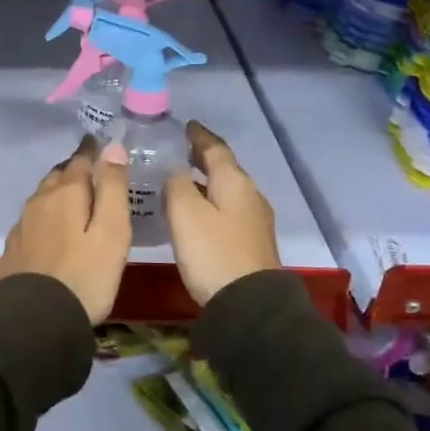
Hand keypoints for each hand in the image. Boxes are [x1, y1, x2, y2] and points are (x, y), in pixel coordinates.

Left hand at [0, 136, 131, 323]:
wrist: (35, 320)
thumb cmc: (84, 275)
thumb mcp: (112, 232)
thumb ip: (113, 188)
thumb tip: (113, 147)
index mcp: (66, 193)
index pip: (80, 160)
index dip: (92, 151)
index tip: (98, 142)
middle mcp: (39, 201)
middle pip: (58, 176)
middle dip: (74, 170)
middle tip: (89, 170)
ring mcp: (22, 225)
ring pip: (43, 197)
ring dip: (58, 191)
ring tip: (73, 197)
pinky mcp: (14, 248)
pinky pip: (33, 220)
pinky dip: (46, 216)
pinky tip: (52, 230)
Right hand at [165, 121, 281, 305]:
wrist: (249, 305)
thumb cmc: (213, 252)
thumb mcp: (185, 213)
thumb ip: (177, 184)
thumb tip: (175, 170)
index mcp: (235, 182)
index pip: (216, 148)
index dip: (199, 136)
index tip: (186, 125)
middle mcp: (249, 195)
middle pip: (224, 168)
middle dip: (203, 157)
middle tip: (179, 150)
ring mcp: (253, 221)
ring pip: (226, 190)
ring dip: (206, 181)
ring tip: (181, 180)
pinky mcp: (250, 243)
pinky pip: (227, 210)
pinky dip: (210, 202)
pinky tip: (195, 212)